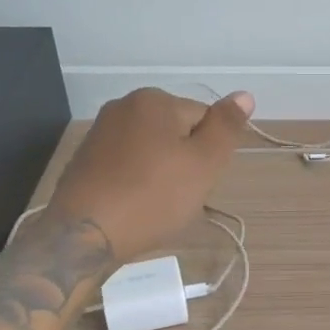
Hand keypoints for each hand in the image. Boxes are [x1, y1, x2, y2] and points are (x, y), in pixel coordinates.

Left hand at [45, 88, 253, 261]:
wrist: (84, 235)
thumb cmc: (153, 196)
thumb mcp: (204, 163)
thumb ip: (226, 127)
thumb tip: (245, 95)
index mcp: (154, 100)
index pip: (204, 119)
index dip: (209, 153)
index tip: (199, 181)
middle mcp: (123, 106)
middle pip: (177, 132)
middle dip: (185, 161)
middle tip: (180, 195)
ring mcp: (100, 132)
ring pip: (152, 150)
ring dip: (162, 172)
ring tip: (157, 204)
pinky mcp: (85, 160)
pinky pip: (127, 164)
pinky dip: (137, 181)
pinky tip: (135, 205)